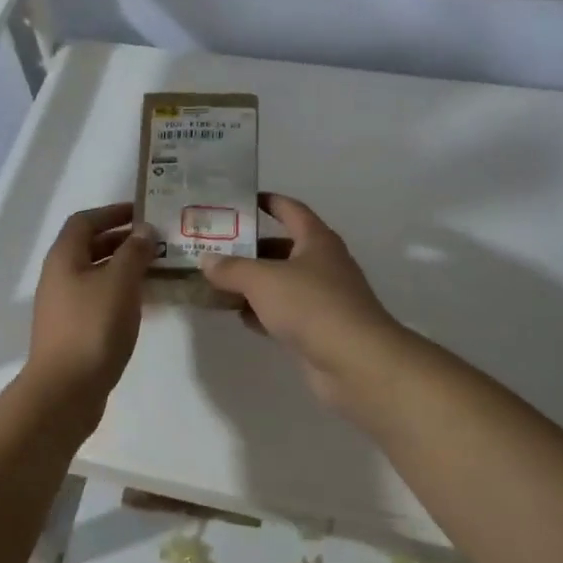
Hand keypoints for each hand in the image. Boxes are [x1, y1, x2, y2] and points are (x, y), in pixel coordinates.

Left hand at [25, 203, 156, 414]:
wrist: (66, 390)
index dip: (112, 212)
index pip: (85, 221)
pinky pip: (99, 298)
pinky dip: (120, 292)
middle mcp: (59, 276)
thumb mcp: (119, 282)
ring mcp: (64, 305)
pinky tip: (144, 302)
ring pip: (96, 274)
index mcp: (64, 257)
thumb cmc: (93, 327)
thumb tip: (144, 229)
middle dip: (122, 240)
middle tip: (157, 241)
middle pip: (90, 246)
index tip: (143, 213)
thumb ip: (134, 252)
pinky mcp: (74, 329)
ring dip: (124, 267)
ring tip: (157, 268)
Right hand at [199, 193, 408, 421]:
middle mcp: (323, 264)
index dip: (267, 201)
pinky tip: (240, 316)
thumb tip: (206, 261)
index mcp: (316, 240)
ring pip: (281, 283)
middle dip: (250, 248)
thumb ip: (231, 268)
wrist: (356, 362)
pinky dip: (263, 312)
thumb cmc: (311, 306)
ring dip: (253, 283)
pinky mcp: (319, 328)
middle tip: (216, 248)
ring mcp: (323, 298)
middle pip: (282, 248)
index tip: (240, 200)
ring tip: (218, 282)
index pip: (290, 209)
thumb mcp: (263, 280)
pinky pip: (285, 312)